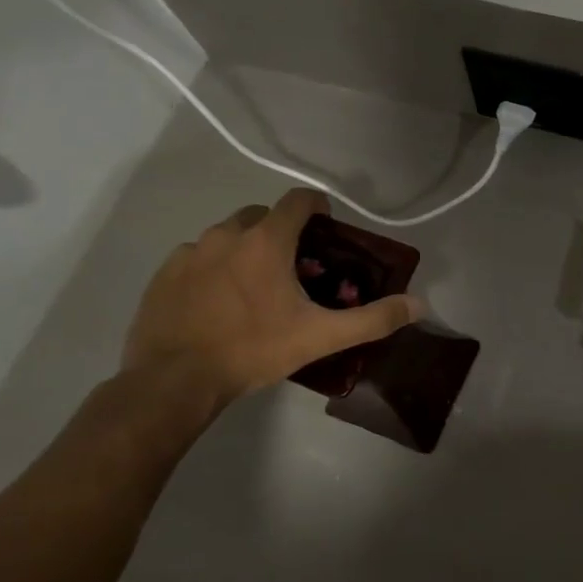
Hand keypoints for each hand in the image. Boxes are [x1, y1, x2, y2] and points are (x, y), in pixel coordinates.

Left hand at [122, 189, 421, 409]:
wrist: (174, 381)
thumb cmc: (253, 350)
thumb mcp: (321, 337)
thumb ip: (373, 319)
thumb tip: (418, 306)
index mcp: (266, 241)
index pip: (298, 200)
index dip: (317, 207)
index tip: (326, 228)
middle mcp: (227, 235)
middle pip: (262, 215)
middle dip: (282, 231)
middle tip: (294, 267)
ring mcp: (190, 252)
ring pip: (228, 235)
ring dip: (247, 249)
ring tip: (255, 287)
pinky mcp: (164, 273)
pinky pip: (197, 257)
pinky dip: (214, 268)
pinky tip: (218, 301)